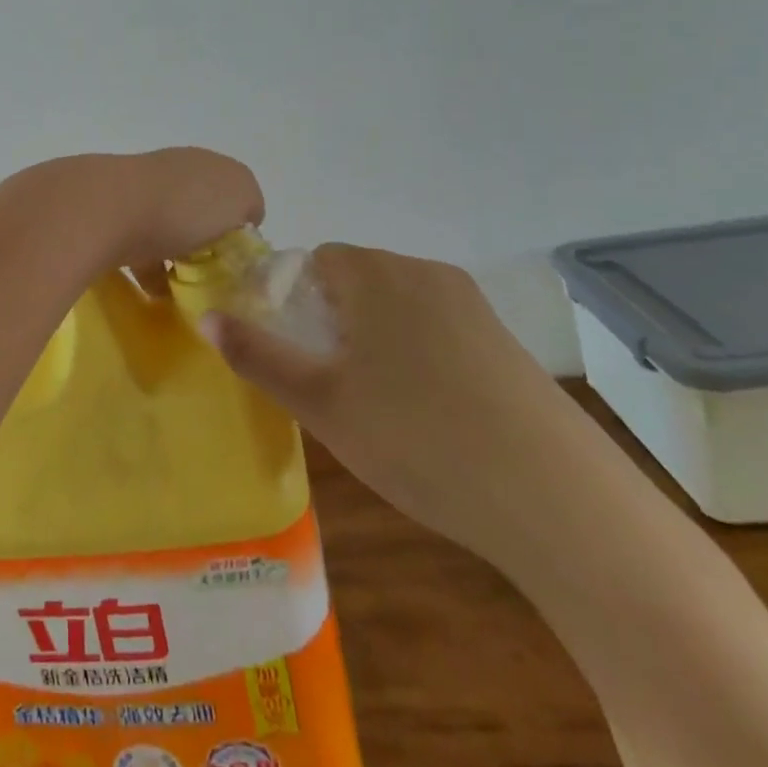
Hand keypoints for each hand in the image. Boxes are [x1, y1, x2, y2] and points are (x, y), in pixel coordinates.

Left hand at [0, 148, 264, 285]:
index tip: (237, 258)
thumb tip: (239, 218)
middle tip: (212, 278)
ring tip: (183, 292)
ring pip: (165, 227)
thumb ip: (248, 202)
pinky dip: (146, 270)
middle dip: (203, 242)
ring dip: (173, 257)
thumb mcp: (240, 195)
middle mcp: (169, 171)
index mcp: (203, 163)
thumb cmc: (183, 204)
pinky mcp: (108, 218)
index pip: (230, 191)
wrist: (105, 210)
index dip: (238, 224)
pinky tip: (154, 295)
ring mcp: (135, 192)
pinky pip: (136, 247)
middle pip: (196, 209)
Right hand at [200, 243, 581, 562]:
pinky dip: (419, 358)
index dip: (294, 301)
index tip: (296, 354)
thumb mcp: (320, 403)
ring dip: (375, 341)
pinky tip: (431, 419)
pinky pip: (440, 331)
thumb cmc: (417, 440)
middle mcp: (426, 274)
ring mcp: (474, 308)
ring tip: (378, 408)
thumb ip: (256, 354)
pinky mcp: (507, 345)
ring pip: (398, 307)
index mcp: (376, 274)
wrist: (562, 506)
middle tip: (331, 386)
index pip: (316, 260)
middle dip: (333, 322)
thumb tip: (205, 316)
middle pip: (357, 280)